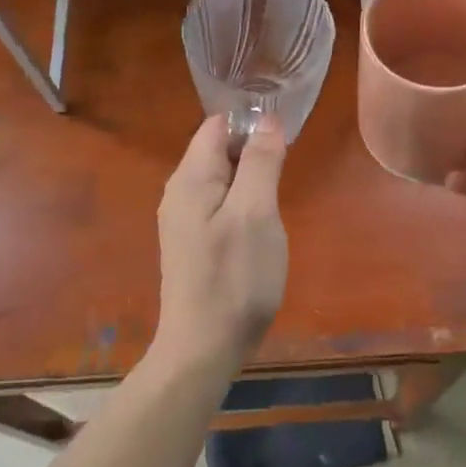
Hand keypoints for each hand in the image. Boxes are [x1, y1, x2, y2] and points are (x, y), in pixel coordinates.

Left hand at [154, 114, 288, 370]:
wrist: (203, 347)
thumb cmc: (235, 277)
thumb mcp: (256, 213)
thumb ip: (260, 162)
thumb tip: (267, 119)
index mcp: (190, 177)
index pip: (217, 125)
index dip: (250, 123)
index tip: (284, 140)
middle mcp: (179, 191)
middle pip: (218, 149)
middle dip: (253, 150)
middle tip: (286, 173)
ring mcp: (183, 219)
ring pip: (221, 178)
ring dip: (250, 178)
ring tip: (276, 199)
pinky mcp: (192, 242)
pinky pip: (219, 204)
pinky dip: (242, 203)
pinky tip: (259, 226)